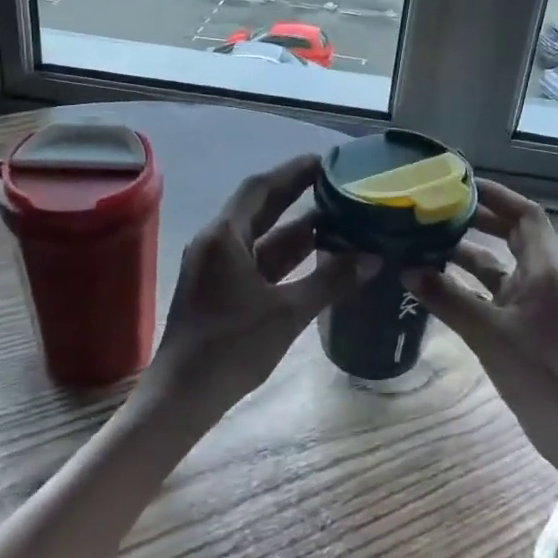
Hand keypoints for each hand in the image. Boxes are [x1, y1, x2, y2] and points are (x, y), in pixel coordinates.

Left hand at [147, 155, 364, 413]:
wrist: (184, 395)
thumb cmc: (232, 347)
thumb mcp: (287, 313)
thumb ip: (331, 281)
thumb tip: (373, 258)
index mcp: (224, 236)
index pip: (261, 188)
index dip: (293, 172)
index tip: (326, 162)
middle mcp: (216, 242)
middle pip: (260, 208)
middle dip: (297, 195)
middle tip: (337, 184)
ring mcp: (215, 267)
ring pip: (260, 237)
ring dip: (295, 228)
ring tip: (338, 217)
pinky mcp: (219, 289)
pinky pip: (256, 260)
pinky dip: (284, 255)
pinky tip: (315, 256)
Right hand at [405, 180, 557, 459]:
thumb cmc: (542, 372)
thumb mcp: (489, 332)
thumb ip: (447, 298)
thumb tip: (405, 269)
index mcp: (545, 269)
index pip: (524, 214)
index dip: (496, 195)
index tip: (459, 184)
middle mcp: (540, 280)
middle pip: (510, 235)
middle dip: (475, 220)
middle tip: (434, 210)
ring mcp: (532, 306)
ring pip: (496, 267)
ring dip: (465, 254)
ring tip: (424, 242)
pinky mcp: (522, 329)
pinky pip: (490, 294)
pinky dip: (465, 286)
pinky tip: (434, 286)